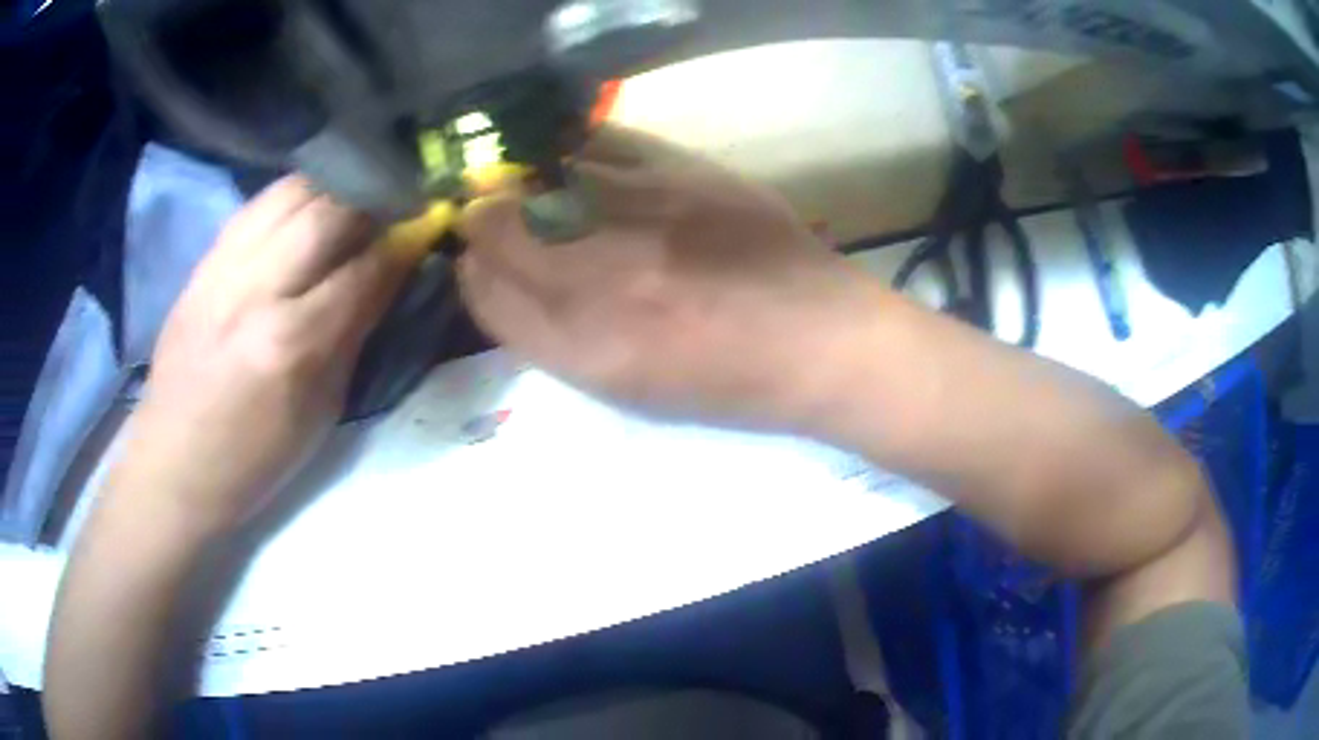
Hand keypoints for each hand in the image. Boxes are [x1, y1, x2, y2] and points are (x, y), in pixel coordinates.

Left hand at [111, 176, 422, 534]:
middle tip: (393, 207)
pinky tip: (305, 210)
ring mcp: (223, 267)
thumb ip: (353, 335)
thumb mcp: (319, 412)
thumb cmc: (254, 458)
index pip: (364, 269)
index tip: (427, 227)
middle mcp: (256, 289)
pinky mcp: (203, 261)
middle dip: (371, 201)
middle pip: (328, 211)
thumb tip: (387, 279)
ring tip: (352, 201)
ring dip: (332, 189)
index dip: (403, 243)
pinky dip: (291, 198)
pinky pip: (257, 205)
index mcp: (292, 342)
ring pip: (290, 192)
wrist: (173, 462)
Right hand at [458, 127, 881, 433]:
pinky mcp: (681, 172)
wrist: (819, 339)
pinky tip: (588, 166)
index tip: (477, 259)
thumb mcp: (629, 390)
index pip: (486, 294)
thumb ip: (557, 338)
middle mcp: (598, 278)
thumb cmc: (726, 384)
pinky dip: (580, 155)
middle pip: (498, 230)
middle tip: (496, 215)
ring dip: (527, 183)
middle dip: (485, 221)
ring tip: (541, 189)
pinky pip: (600, 147)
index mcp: (584, 349)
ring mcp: (639, 216)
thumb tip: (508, 283)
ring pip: (541, 182)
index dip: (474, 272)